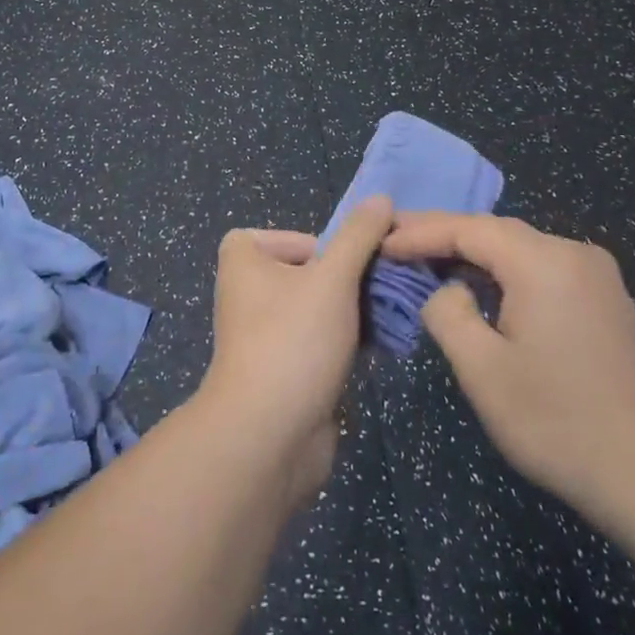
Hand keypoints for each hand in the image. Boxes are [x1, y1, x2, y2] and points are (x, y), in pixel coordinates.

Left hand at [199, 197, 393, 502]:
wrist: (269, 435)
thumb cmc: (294, 340)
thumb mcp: (333, 278)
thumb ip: (359, 236)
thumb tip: (381, 199)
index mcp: (243, 261)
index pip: (285, 236)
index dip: (318, 244)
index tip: (344, 264)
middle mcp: (248, 293)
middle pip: (310, 270)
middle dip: (349, 279)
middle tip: (385, 287)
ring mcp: (267, 335)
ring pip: (320, 308)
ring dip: (355, 310)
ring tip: (392, 314)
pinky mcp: (286, 370)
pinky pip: (322, 341)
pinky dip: (348, 341)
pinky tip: (381, 346)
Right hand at [383, 212, 634, 527]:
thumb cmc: (556, 421)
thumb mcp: (482, 369)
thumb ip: (448, 313)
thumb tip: (447, 290)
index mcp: (543, 262)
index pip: (469, 229)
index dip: (421, 233)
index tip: (381, 242)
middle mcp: (573, 253)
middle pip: (495, 231)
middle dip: (444, 234)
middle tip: (396, 239)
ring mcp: (595, 275)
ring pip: (520, 248)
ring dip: (473, 252)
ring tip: (427, 257)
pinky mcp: (604, 299)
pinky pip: (542, 268)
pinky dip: (504, 270)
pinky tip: (480, 284)